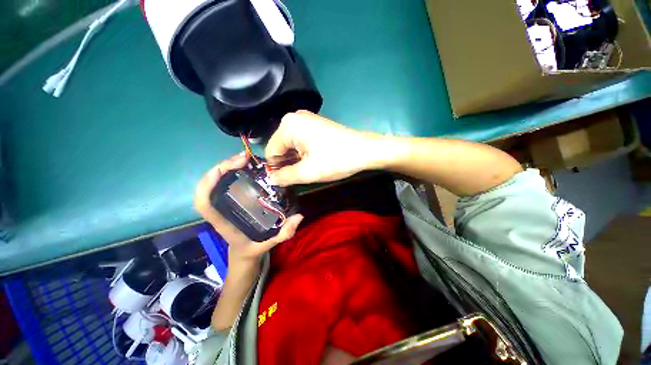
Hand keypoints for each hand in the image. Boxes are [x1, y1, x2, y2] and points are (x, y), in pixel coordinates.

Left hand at [194, 153, 303, 262]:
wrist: (243, 253)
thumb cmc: (251, 249)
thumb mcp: (267, 245)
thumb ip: (283, 233)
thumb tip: (299, 216)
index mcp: (223, 222)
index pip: (204, 203)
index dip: (208, 184)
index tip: (224, 169)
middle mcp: (220, 210)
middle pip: (209, 186)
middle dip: (222, 168)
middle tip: (244, 158)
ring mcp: (223, 205)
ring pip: (216, 183)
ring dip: (226, 167)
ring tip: (245, 158)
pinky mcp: (230, 201)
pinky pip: (225, 184)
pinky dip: (232, 172)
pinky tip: (246, 167)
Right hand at [265, 111, 376, 185]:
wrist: (365, 150)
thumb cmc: (336, 160)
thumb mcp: (308, 172)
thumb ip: (285, 177)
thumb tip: (270, 180)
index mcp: (288, 125)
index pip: (271, 151)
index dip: (277, 168)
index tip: (288, 180)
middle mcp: (294, 118)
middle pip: (281, 147)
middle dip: (288, 163)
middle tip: (301, 174)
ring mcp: (306, 120)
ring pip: (291, 145)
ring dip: (296, 159)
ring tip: (310, 168)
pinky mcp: (315, 125)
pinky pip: (300, 141)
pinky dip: (303, 153)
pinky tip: (314, 159)